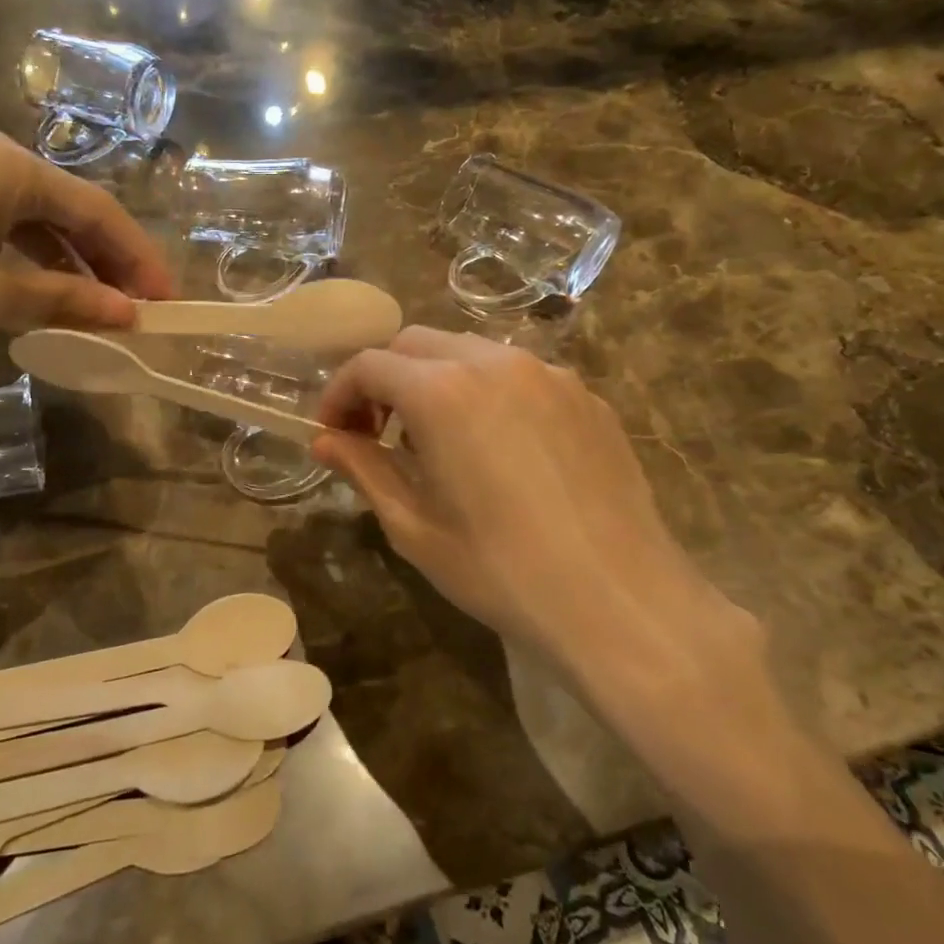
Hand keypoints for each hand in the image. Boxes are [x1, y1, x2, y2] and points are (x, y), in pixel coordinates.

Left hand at [0, 131, 172, 362]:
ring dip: (64, 262)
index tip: (166, 303)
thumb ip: (65, 300)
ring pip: (27, 217)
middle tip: (134, 308)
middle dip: (105, 261)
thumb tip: (127, 314)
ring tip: (90, 307)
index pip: (98, 211)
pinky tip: (27, 291)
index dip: (138, 259)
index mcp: (8, 166)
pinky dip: (20, 258)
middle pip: (65, 209)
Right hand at [313, 329, 765, 728]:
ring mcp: (548, 374)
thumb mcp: (414, 526)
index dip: (339, 395)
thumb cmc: (499, 570)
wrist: (618, 600)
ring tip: (438, 442)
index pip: (368, 364)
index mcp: (441, 391)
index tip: (334, 434)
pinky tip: (499, 449)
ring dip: (435, 381)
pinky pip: (519, 374)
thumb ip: (364, 470)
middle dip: (384, 379)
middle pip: (416, 343)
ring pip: (470, 351)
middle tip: (378, 435)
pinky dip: (487, 393)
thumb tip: (325, 441)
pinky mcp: (586, 395)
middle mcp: (493, 362)